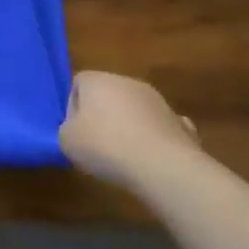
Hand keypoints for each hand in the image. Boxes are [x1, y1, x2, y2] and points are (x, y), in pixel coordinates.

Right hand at [59, 71, 200, 187]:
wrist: (164, 168)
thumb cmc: (106, 146)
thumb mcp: (67, 141)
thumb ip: (68, 129)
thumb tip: (79, 131)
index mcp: (97, 80)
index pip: (78, 83)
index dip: (73, 107)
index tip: (76, 131)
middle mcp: (129, 83)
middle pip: (109, 95)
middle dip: (103, 116)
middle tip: (97, 144)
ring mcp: (160, 102)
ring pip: (136, 112)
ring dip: (130, 128)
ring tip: (125, 157)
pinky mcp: (181, 124)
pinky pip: (160, 129)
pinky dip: (155, 141)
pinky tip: (152, 161)